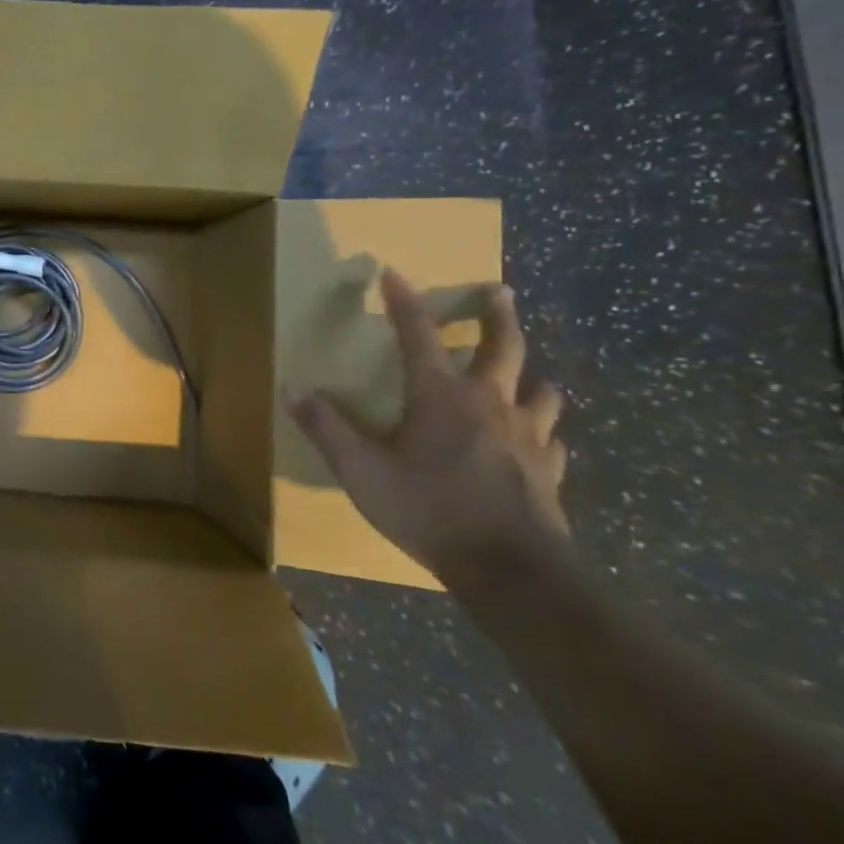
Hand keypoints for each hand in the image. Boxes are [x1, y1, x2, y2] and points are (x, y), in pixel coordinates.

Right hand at [285, 269, 568, 586]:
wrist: (510, 571)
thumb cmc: (428, 509)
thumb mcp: (360, 470)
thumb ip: (326, 427)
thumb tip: (293, 388)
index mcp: (440, 395)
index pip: (418, 334)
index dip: (404, 302)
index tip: (393, 273)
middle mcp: (488, 403)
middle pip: (502, 346)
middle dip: (496, 314)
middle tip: (499, 290)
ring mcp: (527, 437)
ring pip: (539, 389)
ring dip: (529, 373)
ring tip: (525, 370)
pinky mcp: (548, 471)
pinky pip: (551, 439)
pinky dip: (542, 429)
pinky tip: (538, 439)